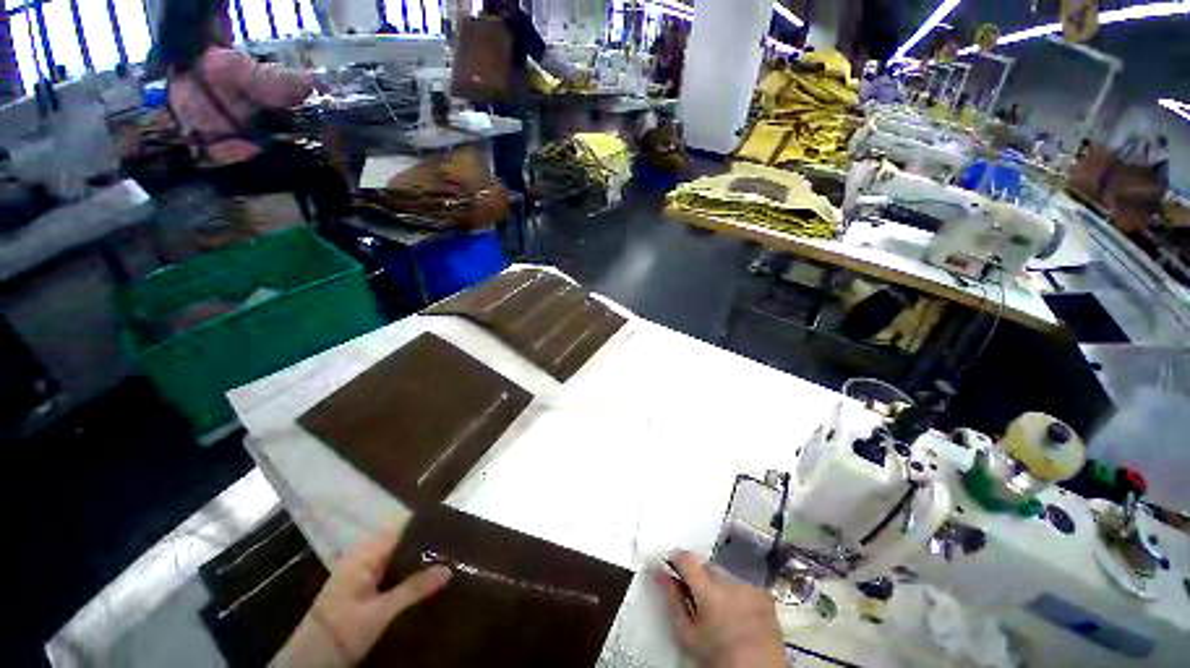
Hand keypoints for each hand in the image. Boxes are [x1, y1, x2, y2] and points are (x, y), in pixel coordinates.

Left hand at [271, 521, 451, 667]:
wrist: (309, 663)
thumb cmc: (340, 632)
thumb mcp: (379, 613)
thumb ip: (413, 589)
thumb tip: (449, 568)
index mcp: (366, 553)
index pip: (402, 527)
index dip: (427, 525)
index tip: (454, 525)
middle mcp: (366, 557)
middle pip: (403, 542)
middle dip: (428, 543)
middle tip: (458, 545)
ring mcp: (365, 574)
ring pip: (400, 558)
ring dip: (421, 559)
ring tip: (451, 558)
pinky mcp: (365, 589)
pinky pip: (394, 573)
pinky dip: (411, 573)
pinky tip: (430, 579)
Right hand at [655, 551, 785, 667]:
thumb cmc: (718, 659)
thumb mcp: (687, 634)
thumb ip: (671, 599)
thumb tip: (660, 574)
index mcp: (710, 592)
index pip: (687, 559)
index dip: (676, 560)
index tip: (671, 565)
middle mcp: (732, 584)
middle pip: (707, 567)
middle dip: (698, 577)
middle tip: (695, 598)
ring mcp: (750, 588)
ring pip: (725, 576)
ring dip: (718, 586)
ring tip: (718, 611)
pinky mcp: (764, 596)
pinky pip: (743, 585)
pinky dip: (737, 594)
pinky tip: (736, 613)